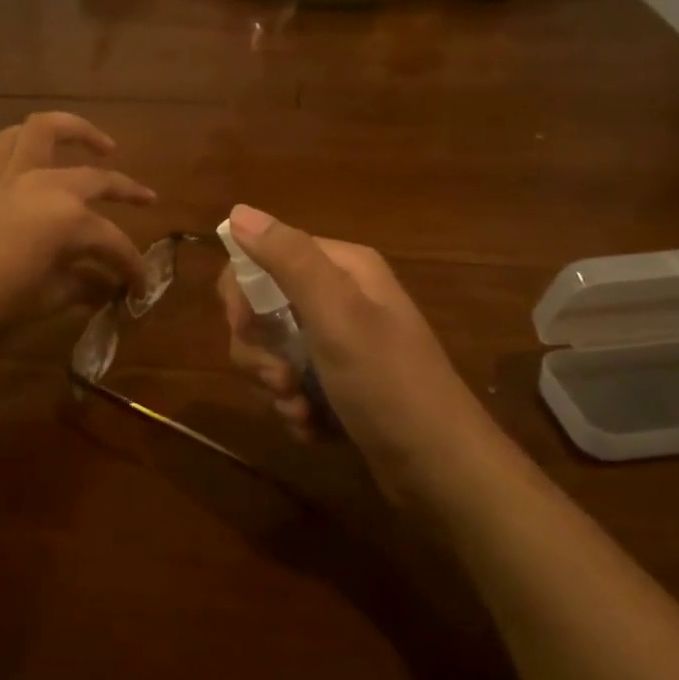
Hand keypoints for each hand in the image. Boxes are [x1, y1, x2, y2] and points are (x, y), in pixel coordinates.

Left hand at [0, 112, 155, 342]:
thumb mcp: (46, 298)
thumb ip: (81, 287)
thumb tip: (104, 289)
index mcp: (69, 220)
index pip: (113, 243)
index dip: (131, 267)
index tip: (140, 288)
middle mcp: (47, 186)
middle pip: (98, 180)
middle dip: (129, 191)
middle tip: (148, 201)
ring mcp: (14, 176)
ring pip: (47, 130)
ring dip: (78, 131)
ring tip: (101, 145)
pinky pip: (9, 144)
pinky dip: (29, 142)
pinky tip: (42, 156)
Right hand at [217, 204, 489, 502]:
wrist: (440, 469)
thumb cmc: (387, 384)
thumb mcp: (337, 316)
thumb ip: (289, 260)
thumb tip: (238, 210)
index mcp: (342, 269)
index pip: (263, 258)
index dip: (242, 292)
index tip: (242, 328)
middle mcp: (340, 298)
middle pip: (262, 309)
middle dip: (259, 349)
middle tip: (281, 379)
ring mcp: (339, 344)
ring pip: (272, 352)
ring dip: (275, 385)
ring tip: (300, 410)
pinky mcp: (338, 384)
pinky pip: (293, 385)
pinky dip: (294, 407)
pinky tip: (313, 428)